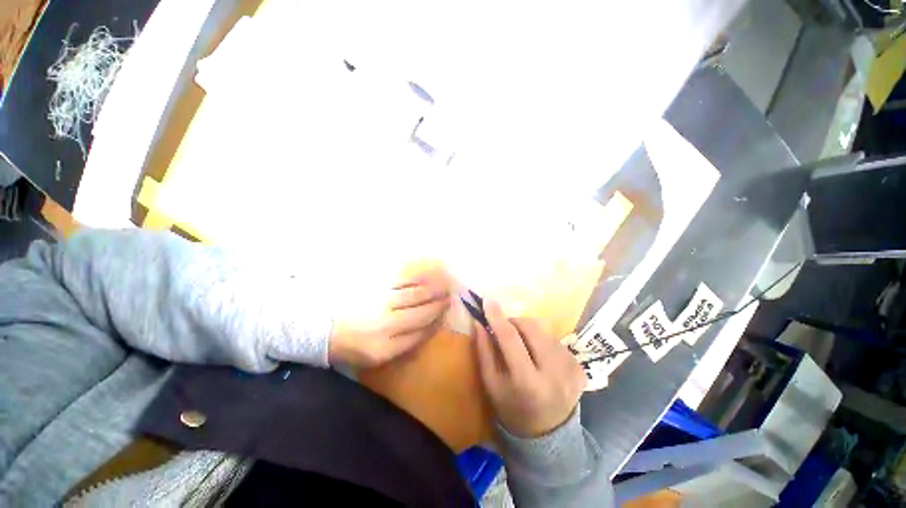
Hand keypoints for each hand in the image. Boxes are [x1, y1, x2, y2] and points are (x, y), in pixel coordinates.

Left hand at [329, 266, 450, 367]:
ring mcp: (382, 302)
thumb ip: (401, 346)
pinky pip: (403, 280)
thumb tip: (426, 330)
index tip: (444, 315)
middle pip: (423, 313)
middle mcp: (387, 325)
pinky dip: (418, 278)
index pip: (421, 334)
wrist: (320, 325)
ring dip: (433, 290)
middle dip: (439, 305)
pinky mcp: (375, 285)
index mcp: (386, 348)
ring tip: (444, 285)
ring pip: (417, 295)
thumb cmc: (349, 343)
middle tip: (450, 297)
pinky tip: (426, 276)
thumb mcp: (374, 356)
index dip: (436, 323)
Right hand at [474, 300, 585, 437]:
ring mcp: (571, 369)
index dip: (497, 318)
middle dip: (515, 322)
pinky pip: (555, 340)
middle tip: (506, 329)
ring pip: (544, 331)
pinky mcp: (580, 367)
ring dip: (529, 332)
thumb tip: (479, 322)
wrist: (549, 435)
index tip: (488, 301)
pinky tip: (539, 357)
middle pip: (532, 328)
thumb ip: (484, 351)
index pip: (510, 339)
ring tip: (524, 348)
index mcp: (527, 382)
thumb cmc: (512, 409)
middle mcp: (554, 373)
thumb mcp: (491, 384)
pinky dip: (542, 342)